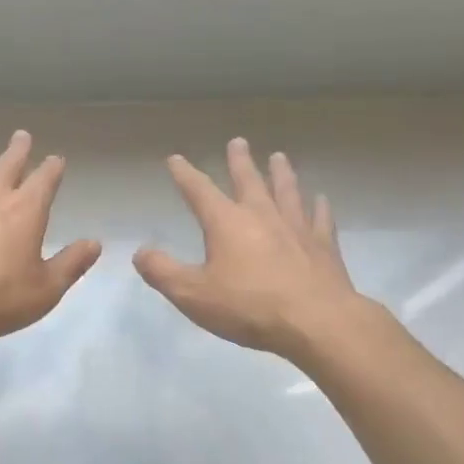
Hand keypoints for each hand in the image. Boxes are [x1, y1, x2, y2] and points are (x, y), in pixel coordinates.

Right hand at [135, 138, 369, 359]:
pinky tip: (321, 199)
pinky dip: (319, 207)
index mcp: (226, 223)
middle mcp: (261, 215)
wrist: (315, 321)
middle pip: (248, 180)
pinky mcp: (323, 246)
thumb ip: (163, 272)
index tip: (175, 159)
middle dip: (239, 161)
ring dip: (281, 173)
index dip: (185, 174)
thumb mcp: (192, 294)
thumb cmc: (248, 307)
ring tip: (279, 157)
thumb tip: (140, 252)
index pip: (199, 191)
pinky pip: (320, 219)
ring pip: (287, 191)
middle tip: (238, 141)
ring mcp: (296, 228)